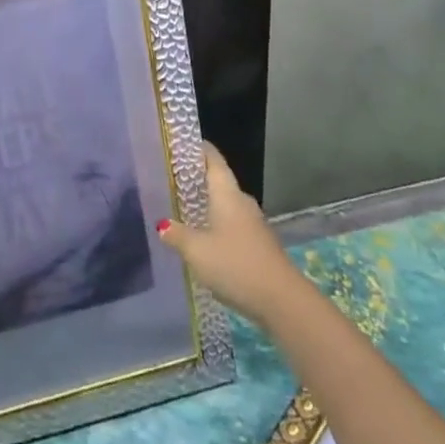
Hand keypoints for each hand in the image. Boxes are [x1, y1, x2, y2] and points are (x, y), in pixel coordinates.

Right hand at [157, 144, 299, 325]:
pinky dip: (216, 224)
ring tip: (181, 207)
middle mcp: (242, 202)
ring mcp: (253, 224)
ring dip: (206, 204)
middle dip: (196, 178)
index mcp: (227, 194)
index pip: (212, 159)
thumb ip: (176, 235)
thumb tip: (162, 224)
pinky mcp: (258, 244)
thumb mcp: (196, 250)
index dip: (196, 147)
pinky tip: (202, 238)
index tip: (177, 142)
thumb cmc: (236, 265)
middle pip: (218, 181)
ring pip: (225, 204)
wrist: (283, 301)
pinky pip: (232, 224)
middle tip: (170, 178)